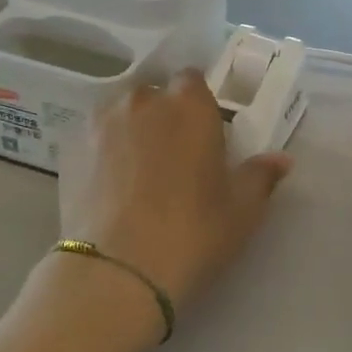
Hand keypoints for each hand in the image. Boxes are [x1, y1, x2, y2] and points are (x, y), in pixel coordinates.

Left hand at [57, 72, 292, 312]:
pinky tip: (110, 186)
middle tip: (174, 156)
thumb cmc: (193, 232)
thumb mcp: (242, 210)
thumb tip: (281, 160)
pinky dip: (104, 153)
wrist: (118, 271)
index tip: (205, 133)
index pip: (194, 81)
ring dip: (131, 130)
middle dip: (164, 116)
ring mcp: (101, 123)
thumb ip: (261, 176)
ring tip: (138, 171)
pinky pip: (95, 139)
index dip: (199, 105)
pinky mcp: (70, 150)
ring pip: (121, 114)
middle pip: (155, 95)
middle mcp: (143, 101)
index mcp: (189, 104)